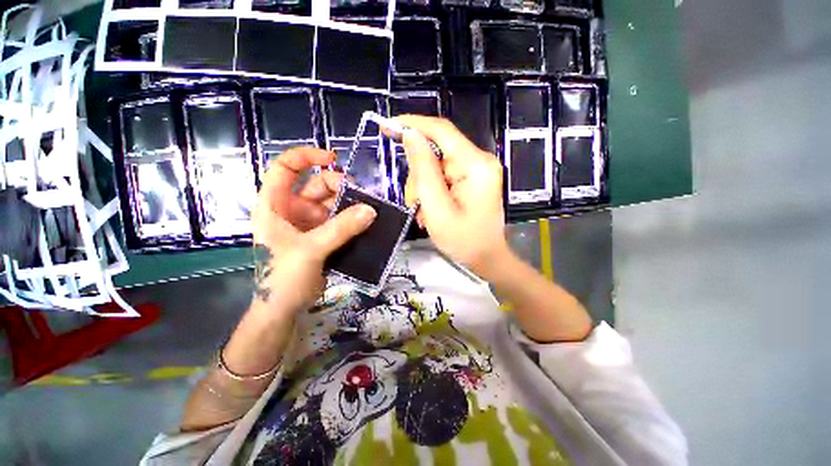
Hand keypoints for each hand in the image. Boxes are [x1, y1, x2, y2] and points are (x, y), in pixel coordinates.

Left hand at [251, 147, 376, 312]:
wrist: (285, 308)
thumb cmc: (283, 277)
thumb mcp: (310, 249)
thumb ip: (340, 229)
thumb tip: (370, 211)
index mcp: (275, 205)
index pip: (285, 168)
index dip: (306, 157)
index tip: (333, 158)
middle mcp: (293, 209)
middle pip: (317, 185)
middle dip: (340, 186)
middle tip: (361, 197)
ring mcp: (310, 223)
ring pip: (333, 203)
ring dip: (351, 204)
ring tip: (369, 211)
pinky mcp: (324, 236)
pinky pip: (341, 220)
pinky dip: (353, 219)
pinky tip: (366, 222)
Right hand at [394, 115, 510, 278]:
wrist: (486, 258)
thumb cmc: (463, 241)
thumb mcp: (437, 209)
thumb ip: (423, 171)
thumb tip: (411, 135)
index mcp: (475, 165)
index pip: (441, 130)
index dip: (413, 124)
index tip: (387, 126)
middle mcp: (479, 161)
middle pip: (436, 152)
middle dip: (418, 176)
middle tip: (414, 203)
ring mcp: (476, 170)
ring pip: (435, 166)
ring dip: (423, 188)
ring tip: (424, 213)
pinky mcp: (471, 179)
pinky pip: (442, 176)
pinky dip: (431, 192)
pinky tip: (431, 210)